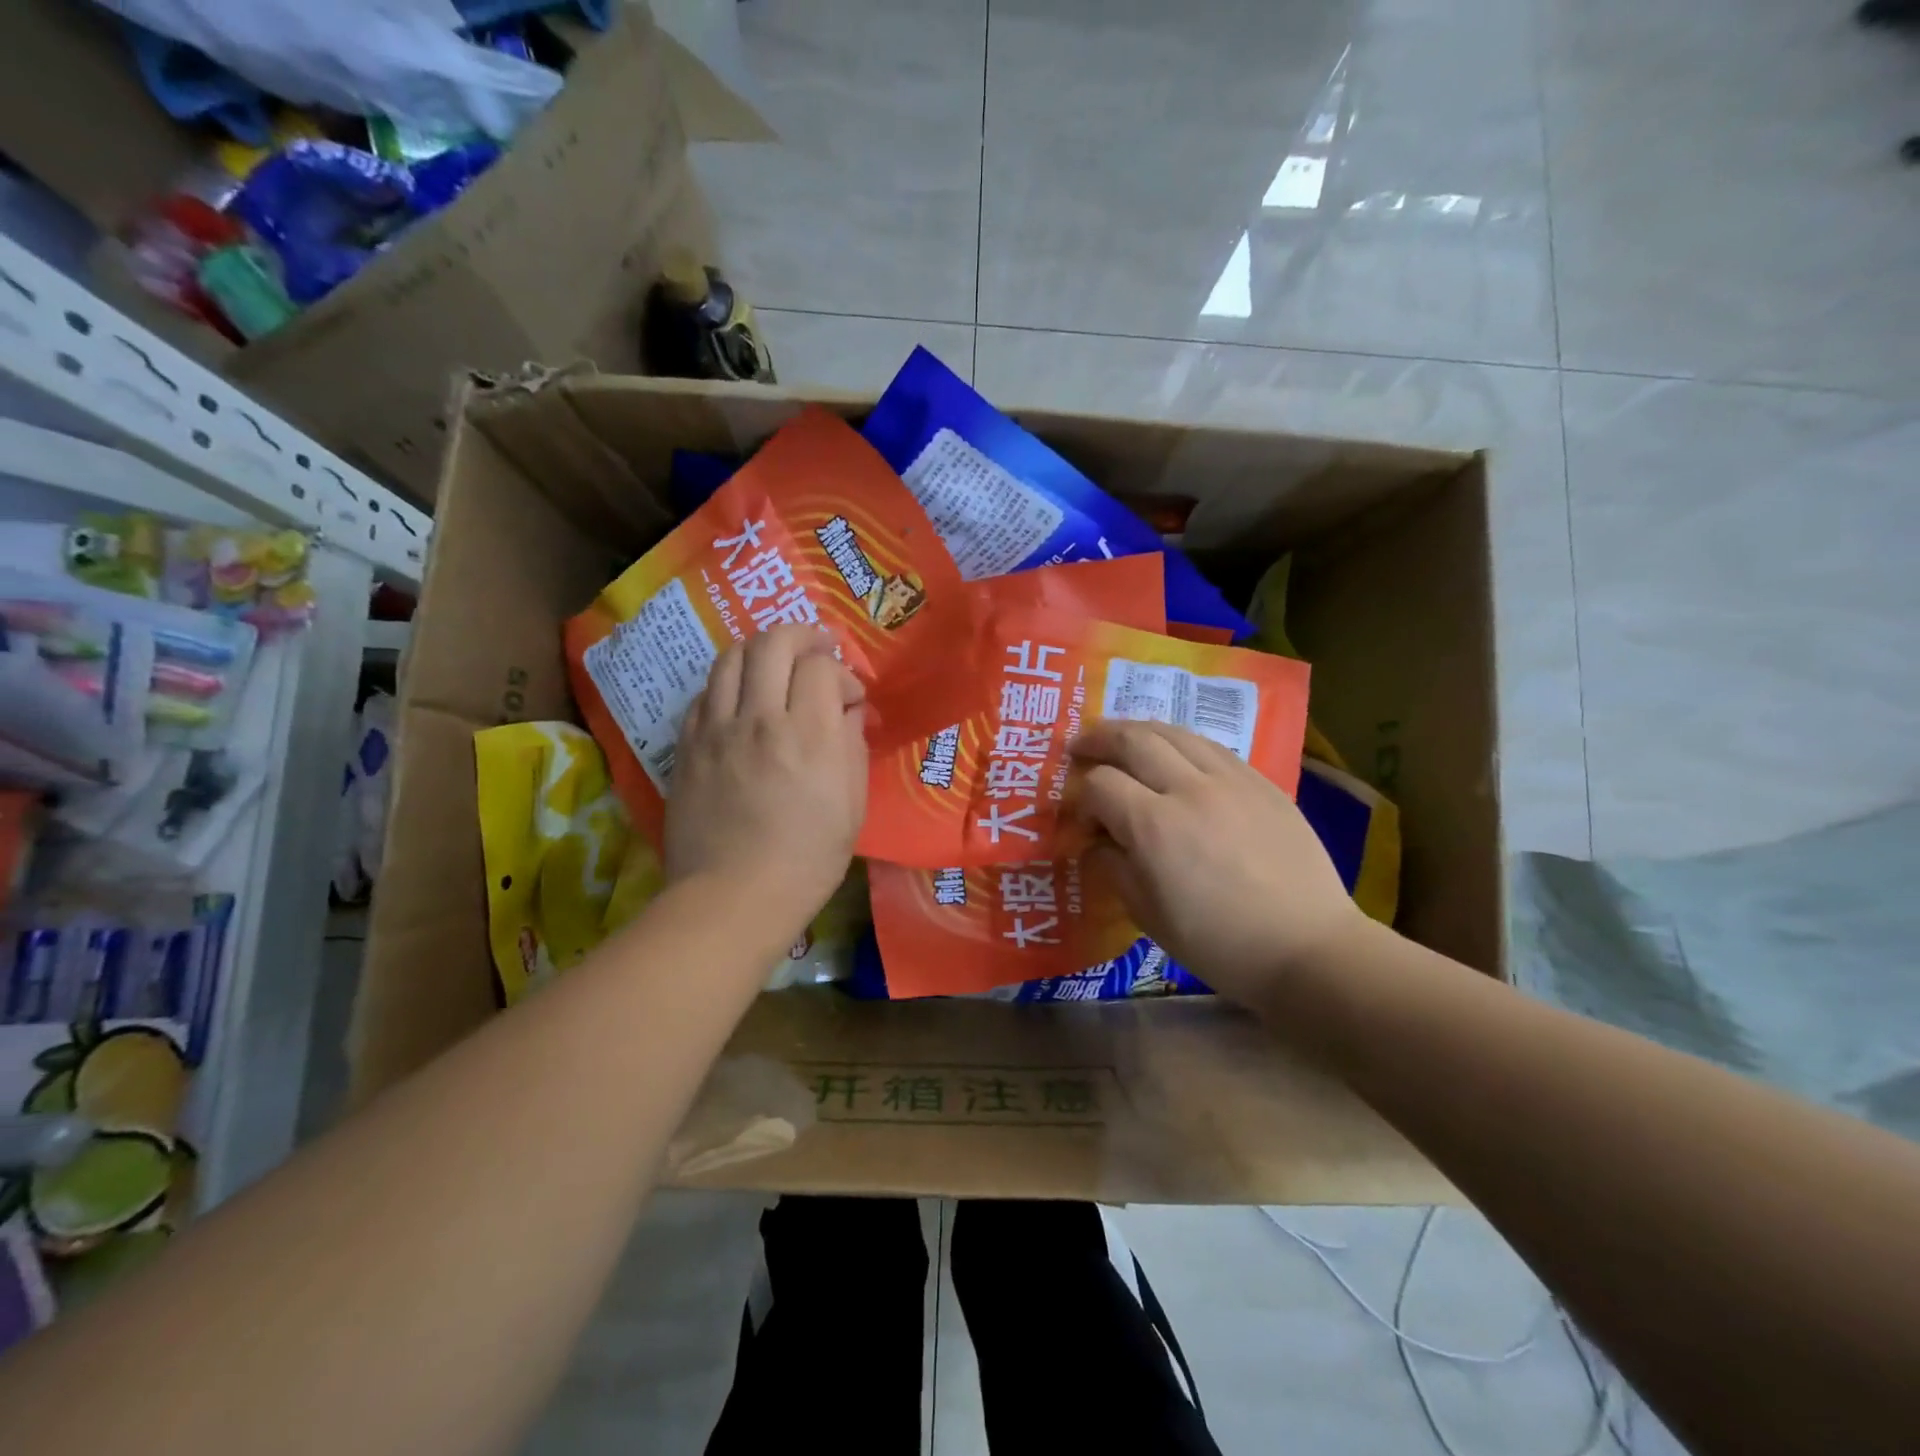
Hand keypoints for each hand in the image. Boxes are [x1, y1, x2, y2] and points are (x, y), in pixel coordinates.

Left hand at [665, 626, 867, 934]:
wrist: (733, 897)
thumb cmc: (808, 859)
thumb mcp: (852, 805)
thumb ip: (851, 745)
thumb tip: (848, 710)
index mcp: (808, 734)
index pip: (822, 667)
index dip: (842, 673)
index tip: (850, 698)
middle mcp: (759, 718)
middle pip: (773, 643)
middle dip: (801, 635)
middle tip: (817, 648)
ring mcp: (716, 729)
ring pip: (731, 657)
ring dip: (760, 649)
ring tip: (776, 663)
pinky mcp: (687, 745)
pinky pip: (706, 693)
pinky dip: (729, 683)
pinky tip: (742, 700)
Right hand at [1069, 721, 1364, 1007]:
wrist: (1307, 947)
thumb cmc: (1219, 944)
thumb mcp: (1148, 915)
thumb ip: (1113, 867)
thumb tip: (1097, 841)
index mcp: (1154, 826)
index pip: (1100, 784)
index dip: (1081, 795)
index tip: (1082, 816)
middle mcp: (1189, 789)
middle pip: (1133, 740)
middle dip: (1099, 738)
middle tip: (1080, 745)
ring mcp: (1231, 780)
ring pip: (1174, 732)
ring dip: (1139, 730)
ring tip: (1121, 738)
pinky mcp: (1261, 782)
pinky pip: (1211, 746)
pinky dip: (1180, 741)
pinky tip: (1174, 753)